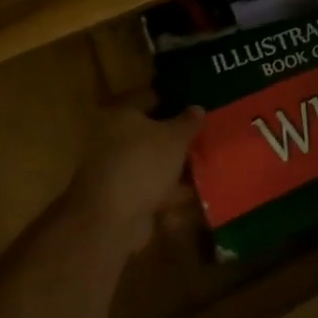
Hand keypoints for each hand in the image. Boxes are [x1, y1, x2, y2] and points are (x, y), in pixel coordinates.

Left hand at [68, 105, 206, 251]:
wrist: (110, 220)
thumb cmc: (142, 164)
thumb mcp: (174, 138)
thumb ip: (188, 122)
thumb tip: (197, 108)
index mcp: (121, 113)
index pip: (150, 97)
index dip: (174, 100)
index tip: (197, 106)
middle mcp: (113, 137)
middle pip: (151, 132)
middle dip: (177, 138)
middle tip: (206, 138)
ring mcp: (116, 169)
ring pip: (152, 163)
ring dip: (175, 167)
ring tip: (207, 166)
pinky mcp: (121, 198)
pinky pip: (151, 188)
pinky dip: (169, 191)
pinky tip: (194, 195)